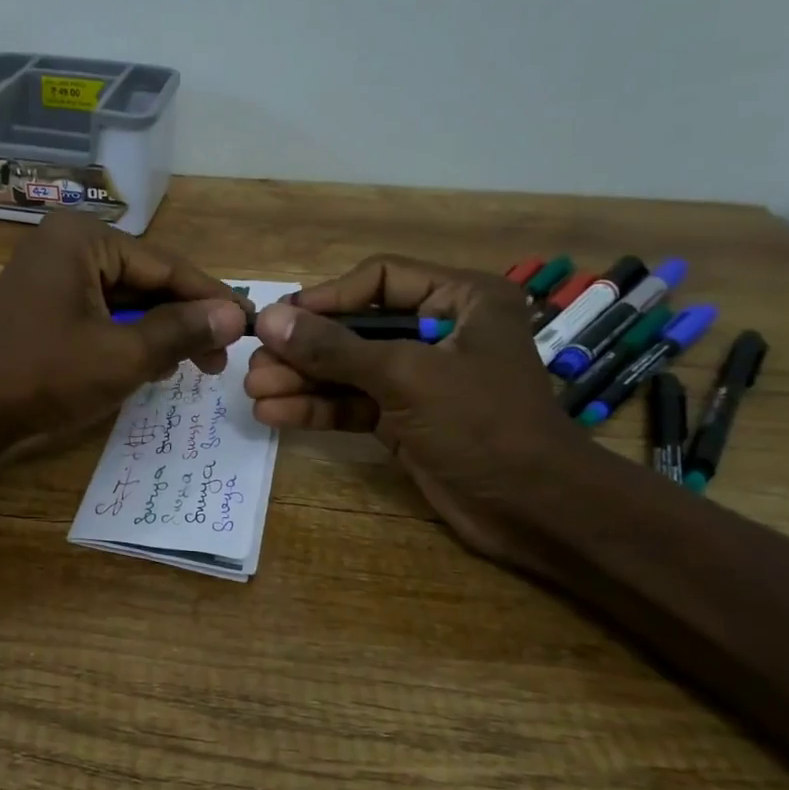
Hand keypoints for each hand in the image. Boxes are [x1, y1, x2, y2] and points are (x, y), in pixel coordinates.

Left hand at [0, 212, 248, 436]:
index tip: (249, 325)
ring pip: (125, 299)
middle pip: (145, 280)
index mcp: (83, 239)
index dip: (210, 298)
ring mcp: (51, 273)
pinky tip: (151, 366)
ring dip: (158, 333)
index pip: (165, 265)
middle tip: (219, 360)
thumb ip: (181, 330)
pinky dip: (127, 338)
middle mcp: (67, 244)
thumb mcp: (122, 355)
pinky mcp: (44, 303)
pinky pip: (100, 313)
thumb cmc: (43, 375)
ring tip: (192, 366)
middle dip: (183, 320)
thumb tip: (233, 314)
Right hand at [244, 256, 594, 563]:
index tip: (280, 319)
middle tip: (255, 363)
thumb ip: (335, 347)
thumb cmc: (483, 424)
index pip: (380, 279)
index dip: (327, 297)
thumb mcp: (406, 377)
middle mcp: (438, 331)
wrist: (534, 510)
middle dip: (304, 348)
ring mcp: (419, 378)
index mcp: (460, 300)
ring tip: (254, 391)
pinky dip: (316, 408)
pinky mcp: (404, 419)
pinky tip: (274, 414)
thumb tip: (270, 319)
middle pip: (355, 327)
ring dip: (301, 380)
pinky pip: (352, 404)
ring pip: (348, 369)